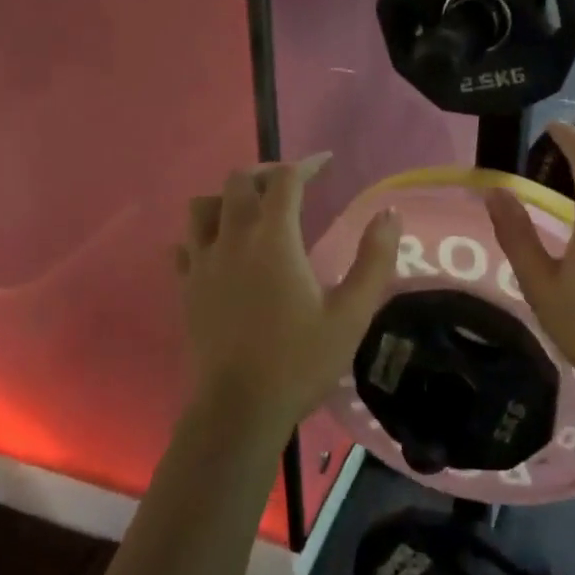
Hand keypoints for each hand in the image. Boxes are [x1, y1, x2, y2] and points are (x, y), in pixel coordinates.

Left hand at [176, 157, 398, 435]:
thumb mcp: (351, 314)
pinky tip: (219, 250)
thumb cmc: (300, 361)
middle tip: (290, 186)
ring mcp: (202, 264)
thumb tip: (389, 214)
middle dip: (266, 174)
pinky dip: (201, 235)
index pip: (285, 180)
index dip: (306, 164)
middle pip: (238, 182)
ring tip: (250, 212)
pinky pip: (184, 245)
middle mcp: (232, 239)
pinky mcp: (186, 289)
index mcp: (274, 239)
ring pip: (202, 206)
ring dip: (227, 198)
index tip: (325, 163)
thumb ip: (374, 260)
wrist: (239, 411)